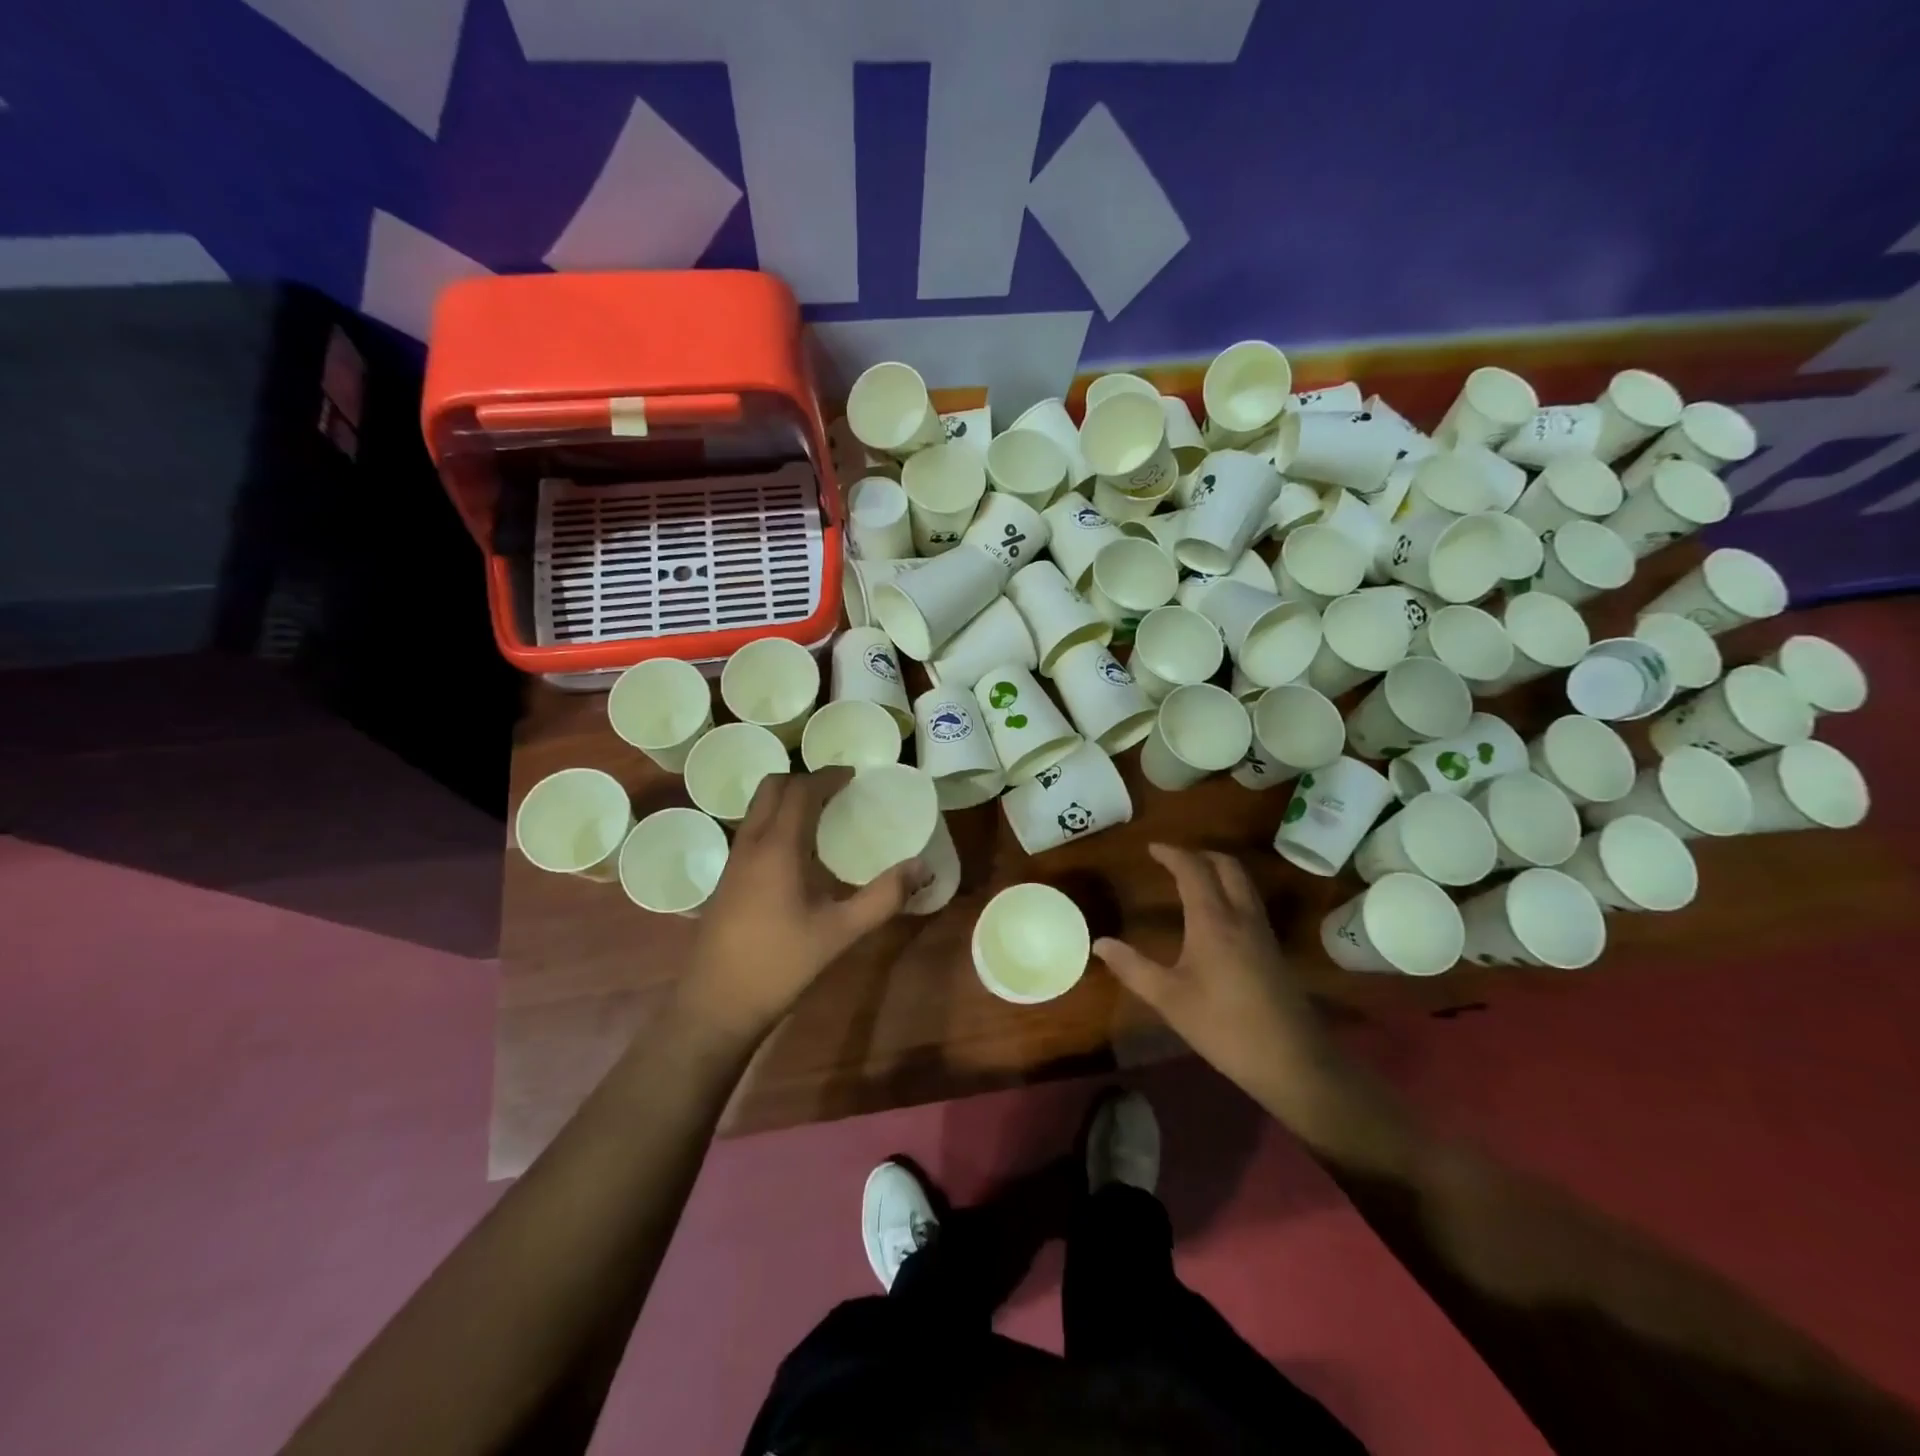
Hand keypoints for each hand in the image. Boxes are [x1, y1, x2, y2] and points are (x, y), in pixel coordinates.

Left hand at [679, 768, 926, 1041]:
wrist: (715, 1005)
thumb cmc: (781, 964)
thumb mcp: (841, 932)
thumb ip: (884, 897)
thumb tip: (922, 866)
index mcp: (778, 847)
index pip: (800, 790)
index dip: (827, 776)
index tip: (853, 776)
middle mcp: (750, 844)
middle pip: (771, 788)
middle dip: (804, 780)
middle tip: (837, 791)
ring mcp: (733, 862)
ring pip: (757, 808)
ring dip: (787, 799)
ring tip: (821, 815)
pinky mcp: (726, 880)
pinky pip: (752, 830)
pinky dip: (776, 821)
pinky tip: (798, 853)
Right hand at [1092, 844, 1323, 1093]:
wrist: (1292, 1061)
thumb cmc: (1224, 1027)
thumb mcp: (1169, 999)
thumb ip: (1133, 968)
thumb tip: (1100, 943)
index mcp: (1213, 921)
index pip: (1193, 870)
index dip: (1172, 854)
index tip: (1152, 848)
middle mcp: (1241, 916)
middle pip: (1227, 866)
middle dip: (1200, 855)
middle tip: (1174, 860)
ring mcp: (1262, 933)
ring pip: (1243, 883)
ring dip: (1218, 871)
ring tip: (1192, 881)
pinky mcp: (1273, 950)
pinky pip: (1249, 903)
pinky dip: (1230, 892)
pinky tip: (1216, 918)